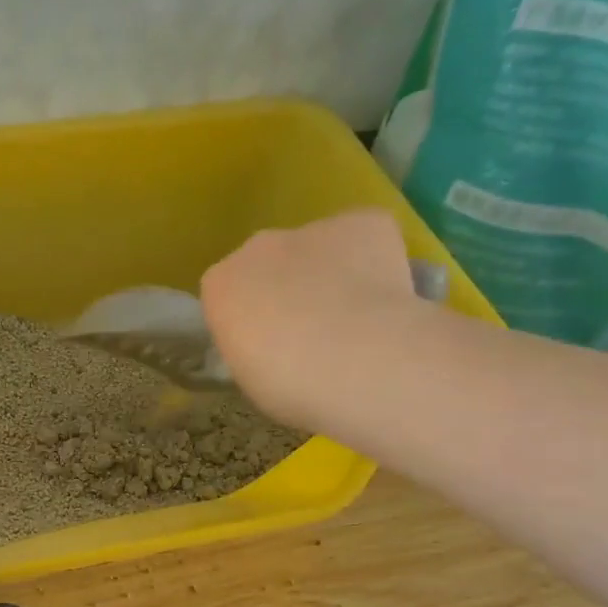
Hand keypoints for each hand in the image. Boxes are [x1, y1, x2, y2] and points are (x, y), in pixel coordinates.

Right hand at [200, 211, 427, 432]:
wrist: (357, 361)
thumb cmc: (289, 385)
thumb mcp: (250, 376)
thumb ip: (253, 345)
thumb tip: (275, 341)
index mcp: (219, 286)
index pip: (228, 294)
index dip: (253, 319)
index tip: (271, 346)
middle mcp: (257, 247)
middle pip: (269, 263)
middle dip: (288, 288)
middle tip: (314, 332)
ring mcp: (311, 229)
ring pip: (318, 248)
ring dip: (330, 273)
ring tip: (357, 317)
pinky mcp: (364, 221)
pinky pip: (366, 236)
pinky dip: (375, 258)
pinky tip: (388, 294)